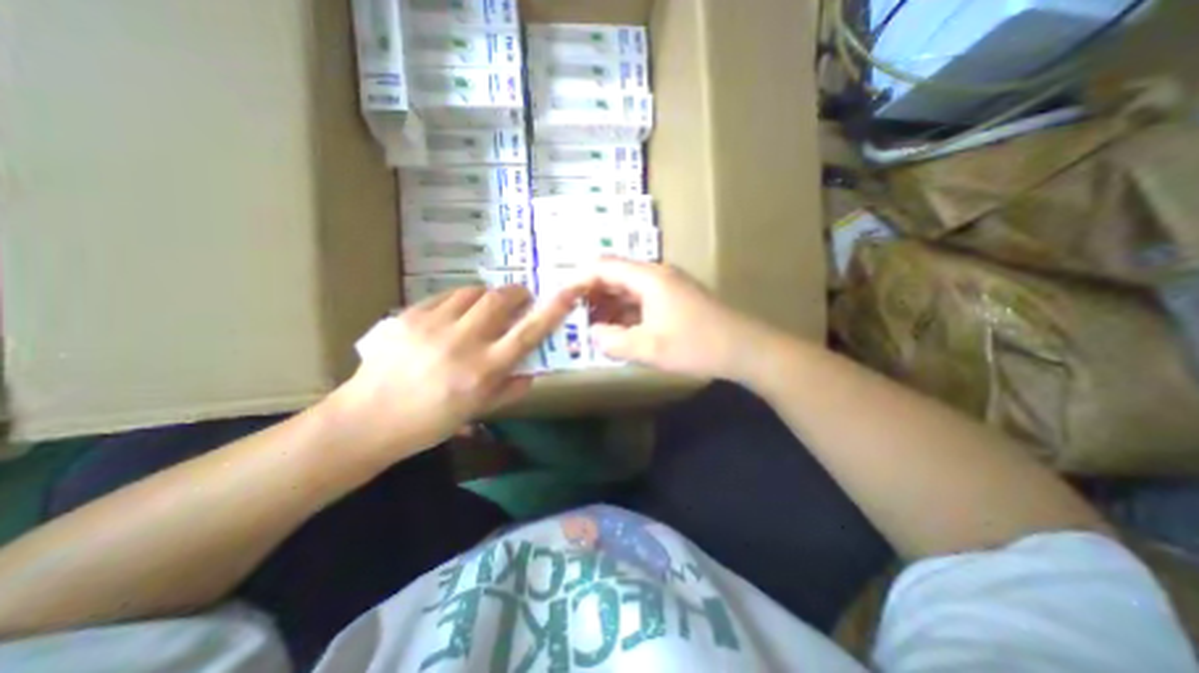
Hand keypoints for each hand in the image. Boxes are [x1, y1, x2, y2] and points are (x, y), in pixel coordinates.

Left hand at [326, 283, 581, 461]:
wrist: (368, 419)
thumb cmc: (430, 422)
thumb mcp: (478, 411)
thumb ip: (510, 389)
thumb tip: (533, 372)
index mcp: (484, 370)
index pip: (528, 333)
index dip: (552, 310)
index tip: (569, 292)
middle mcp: (463, 343)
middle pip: (500, 300)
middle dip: (517, 293)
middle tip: (520, 299)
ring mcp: (433, 326)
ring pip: (473, 293)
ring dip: (488, 296)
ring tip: (486, 307)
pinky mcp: (410, 316)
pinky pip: (446, 296)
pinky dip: (461, 299)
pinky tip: (456, 313)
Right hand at [583, 259, 777, 380]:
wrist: (743, 348)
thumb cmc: (697, 345)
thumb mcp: (649, 348)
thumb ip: (613, 341)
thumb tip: (592, 334)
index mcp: (648, 278)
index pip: (603, 267)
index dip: (578, 280)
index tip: (561, 298)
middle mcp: (655, 275)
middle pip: (613, 275)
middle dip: (591, 294)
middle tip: (572, 316)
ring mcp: (666, 286)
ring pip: (626, 288)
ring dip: (607, 305)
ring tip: (590, 326)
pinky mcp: (673, 298)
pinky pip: (639, 300)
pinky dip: (624, 312)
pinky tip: (616, 330)